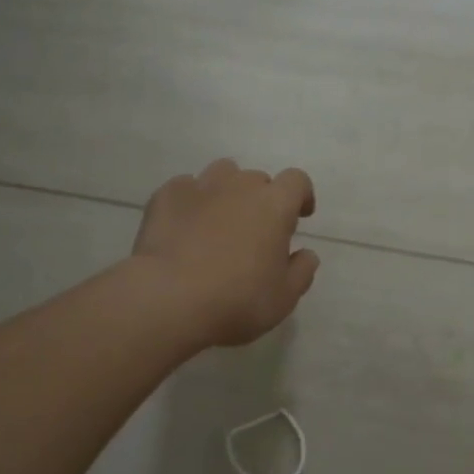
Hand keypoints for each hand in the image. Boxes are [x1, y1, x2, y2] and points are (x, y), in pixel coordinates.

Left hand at [133, 159, 319, 347]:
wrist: (169, 297)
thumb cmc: (237, 300)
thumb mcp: (283, 297)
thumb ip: (301, 272)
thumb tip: (307, 254)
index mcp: (274, 205)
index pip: (297, 181)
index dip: (301, 195)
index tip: (300, 215)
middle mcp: (239, 186)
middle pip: (258, 179)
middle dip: (262, 198)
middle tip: (255, 230)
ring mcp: (200, 186)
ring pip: (221, 174)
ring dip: (227, 191)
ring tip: (220, 220)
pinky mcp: (166, 195)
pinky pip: (185, 187)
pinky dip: (191, 201)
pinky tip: (185, 226)